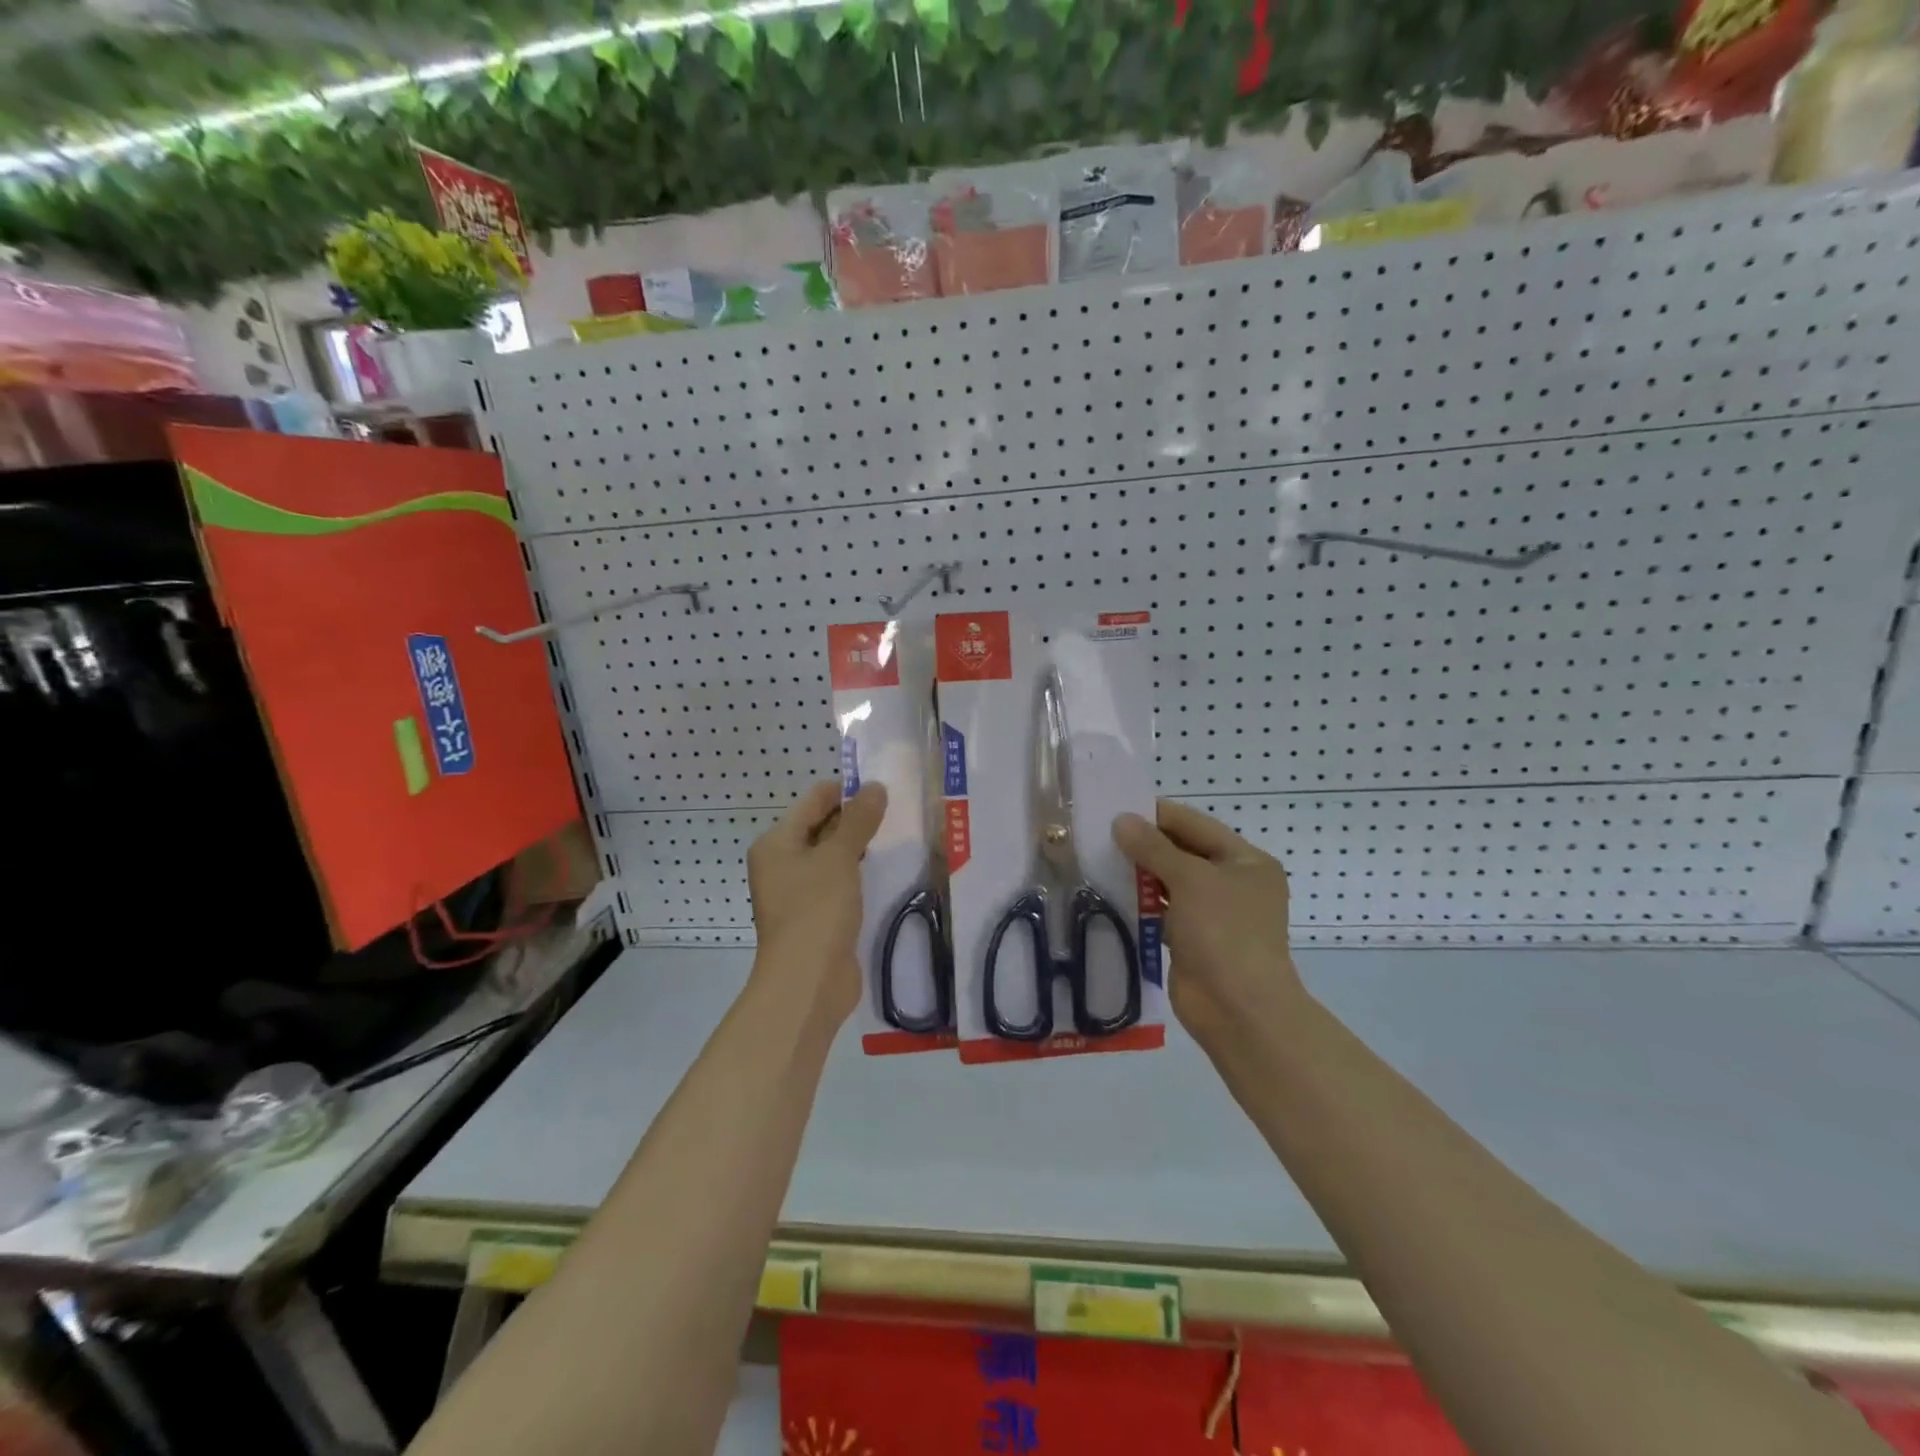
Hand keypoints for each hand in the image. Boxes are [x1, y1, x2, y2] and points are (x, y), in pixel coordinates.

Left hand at [747, 780, 887, 1022]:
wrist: (807, 982)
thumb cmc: (816, 910)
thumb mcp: (839, 857)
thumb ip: (859, 820)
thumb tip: (875, 787)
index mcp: (777, 842)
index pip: (814, 800)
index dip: (847, 790)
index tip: (884, 788)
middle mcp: (782, 862)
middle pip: (821, 826)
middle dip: (856, 818)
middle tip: (896, 810)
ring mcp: (799, 891)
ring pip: (832, 856)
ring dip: (859, 846)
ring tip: (896, 834)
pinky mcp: (817, 915)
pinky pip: (839, 882)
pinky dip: (858, 873)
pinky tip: (885, 869)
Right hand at [1113, 799, 1304, 1054]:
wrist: (1239, 1010)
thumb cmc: (1224, 932)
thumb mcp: (1190, 880)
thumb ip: (1154, 848)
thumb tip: (1121, 820)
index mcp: (1246, 861)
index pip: (1196, 825)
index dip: (1158, 814)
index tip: (1117, 805)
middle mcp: (1232, 883)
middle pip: (1182, 852)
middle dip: (1144, 843)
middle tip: (1100, 831)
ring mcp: (1212, 914)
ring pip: (1169, 883)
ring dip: (1139, 872)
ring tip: (1097, 857)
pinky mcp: (1191, 940)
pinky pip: (1161, 911)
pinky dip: (1139, 902)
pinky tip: (1108, 891)